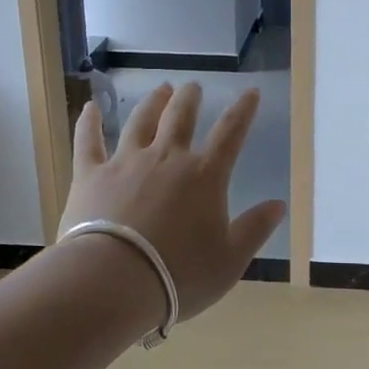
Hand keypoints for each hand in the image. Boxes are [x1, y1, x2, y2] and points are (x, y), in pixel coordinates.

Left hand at [60, 81, 286, 320]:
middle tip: (193, 86)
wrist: (113, 281)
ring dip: (153, 102)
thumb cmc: (179, 275)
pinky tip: (90, 107)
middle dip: (190, 98)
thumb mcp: (230, 260)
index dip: (243, 110)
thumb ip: (255, 229)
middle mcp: (167, 158)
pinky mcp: (91, 175)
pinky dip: (89, 122)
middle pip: (181, 117)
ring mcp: (126, 162)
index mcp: (205, 175)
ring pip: (141, 121)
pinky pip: (89, 141)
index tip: (251, 92)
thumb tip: (279, 204)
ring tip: (160, 89)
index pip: (231, 133)